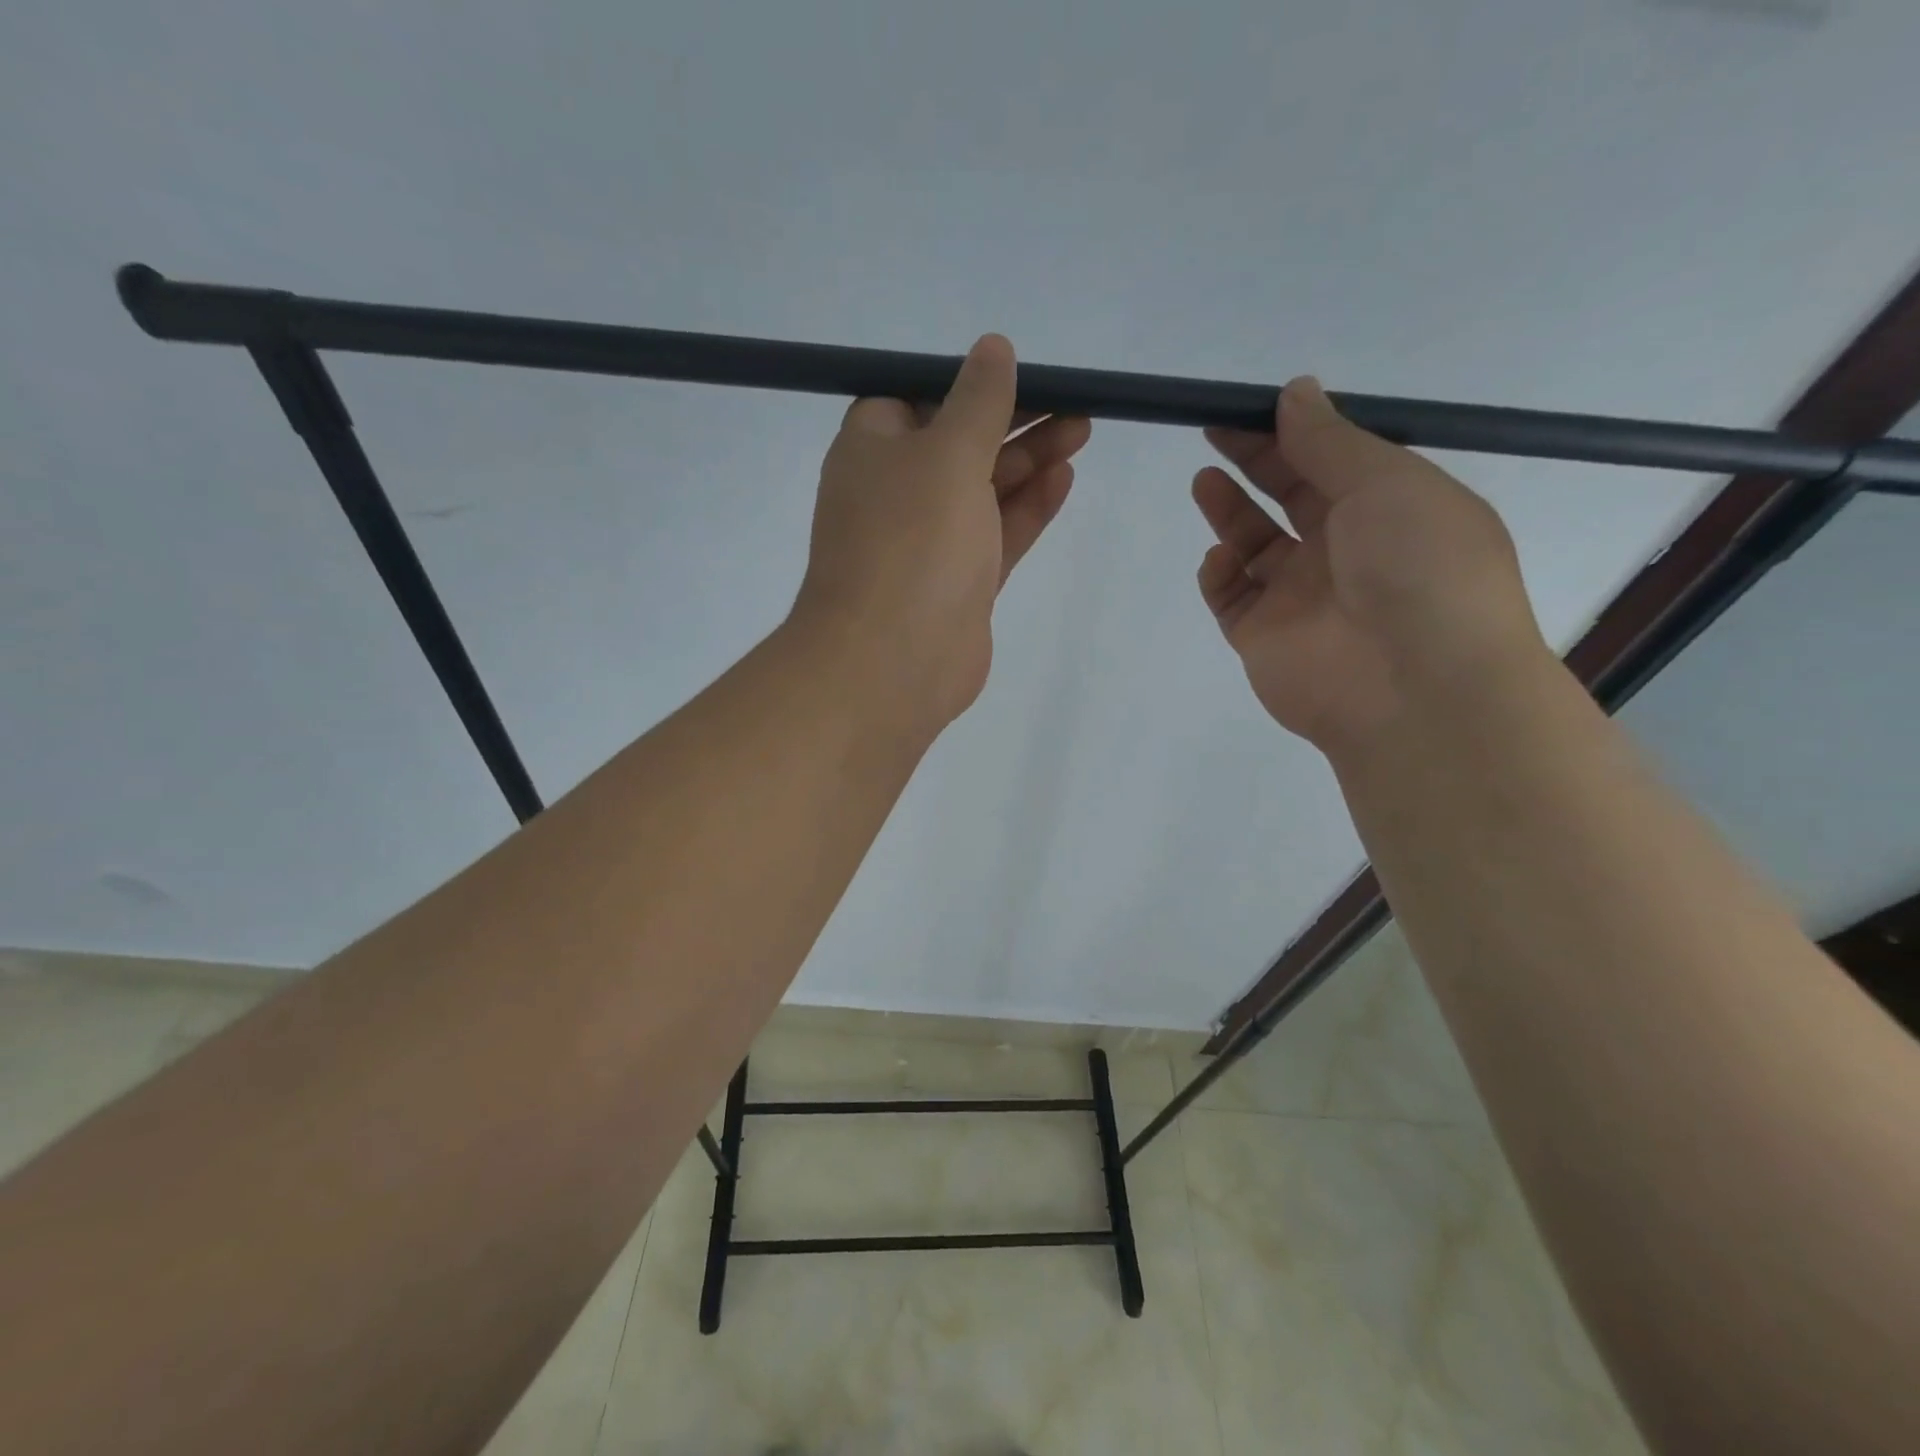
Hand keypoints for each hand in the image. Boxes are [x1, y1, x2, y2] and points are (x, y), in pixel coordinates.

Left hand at [793, 334, 1090, 733]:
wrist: (893, 663)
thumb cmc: (912, 543)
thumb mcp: (947, 453)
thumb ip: (978, 402)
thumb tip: (992, 348)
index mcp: (872, 451)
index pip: (916, 399)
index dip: (966, 385)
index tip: (1018, 374)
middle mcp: (896, 494)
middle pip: (959, 443)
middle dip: (1014, 421)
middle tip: (1074, 404)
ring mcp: (928, 543)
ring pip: (983, 490)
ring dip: (1029, 460)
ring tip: (1082, 430)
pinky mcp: (959, 584)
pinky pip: (996, 534)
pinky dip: (1027, 508)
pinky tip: (1064, 478)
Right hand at [1192, 377, 1546, 755]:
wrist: (1412, 687)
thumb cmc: (1417, 569)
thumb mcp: (1387, 484)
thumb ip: (1330, 441)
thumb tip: (1295, 391)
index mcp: (1389, 510)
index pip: (1333, 460)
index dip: (1293, 431)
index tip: (1251, 405)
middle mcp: (1345, 551)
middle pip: (1289, 496)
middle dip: (1255, 461)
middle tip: (1214, 429)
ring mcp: (1300, 597)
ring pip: (1255, 546)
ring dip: (1230, 512)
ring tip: (1204, 480)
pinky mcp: (1262, 637)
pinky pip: (1231, 597)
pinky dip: (1219, 574)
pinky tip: (1220, 559)